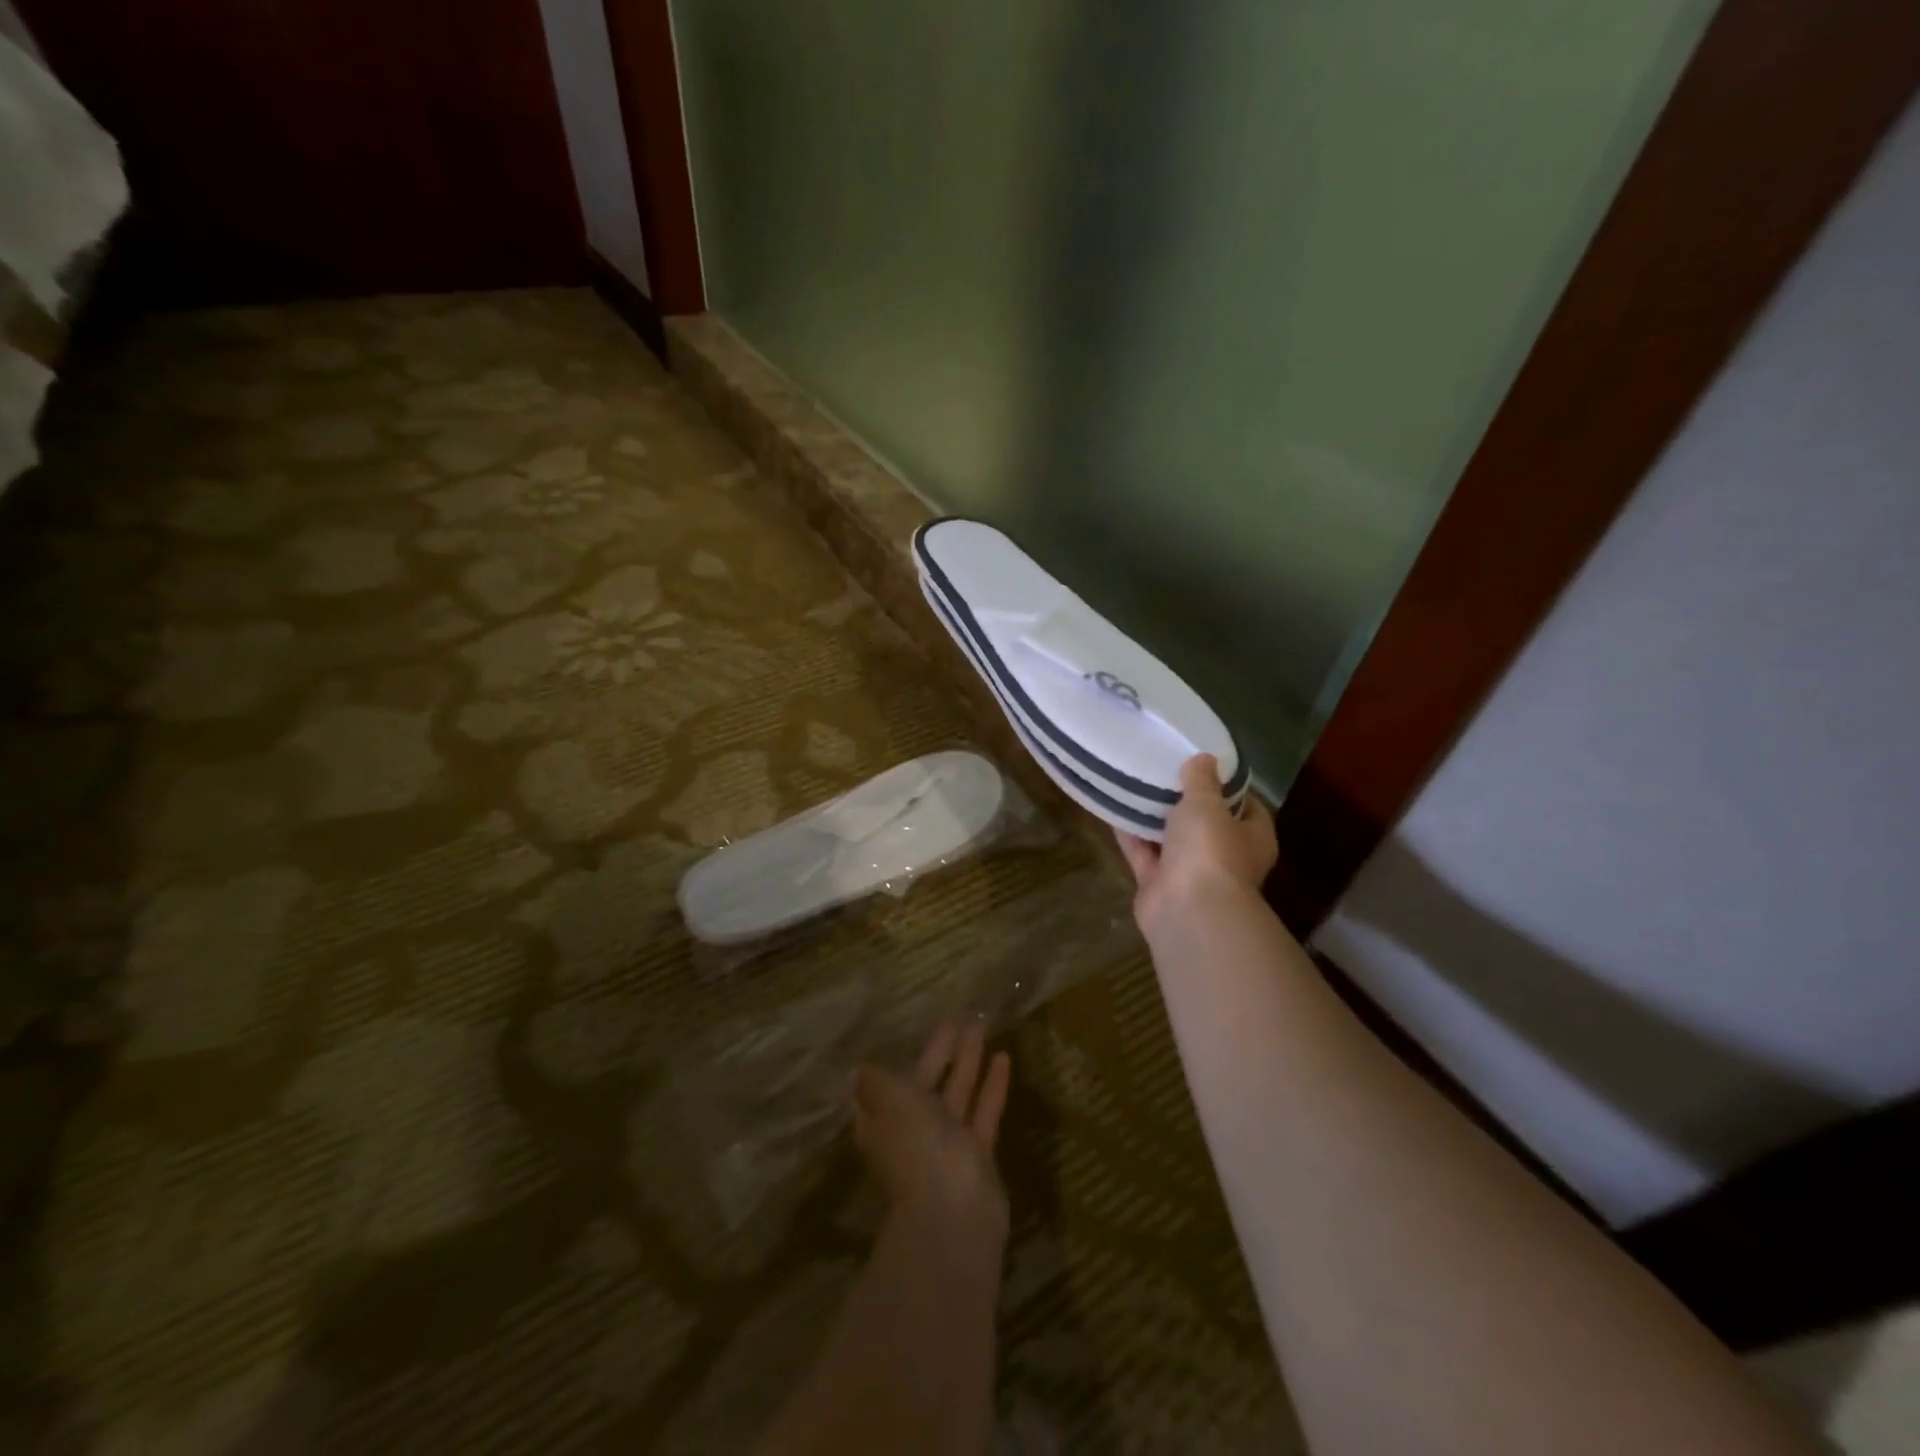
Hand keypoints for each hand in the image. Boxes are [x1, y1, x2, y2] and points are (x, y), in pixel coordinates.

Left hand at [853, 1022, 1011, 1246]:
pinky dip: (992, 1085)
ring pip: (957, 1092)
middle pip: (926, 1082)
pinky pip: (984, 1111)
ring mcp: (946, 1143)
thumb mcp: (890, 1100)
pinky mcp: (977, 1153)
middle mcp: (912, 1130)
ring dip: (969, 1061)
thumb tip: (858, 1066)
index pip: (887, 1082)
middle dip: (941, 1050)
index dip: (900, 1056)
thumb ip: (877, 1079)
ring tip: (982, 1024)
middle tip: (958, 1016)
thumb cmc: (916, 1147)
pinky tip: (1004, 1056)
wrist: (954, 1214)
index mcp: (884, 1119)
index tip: (913, 1029)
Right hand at [1116, 753, 1276, 936]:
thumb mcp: (1206, 803)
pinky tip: (1115, 811)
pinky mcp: (1159, 886)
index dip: (1230, 787)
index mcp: (1253, 838)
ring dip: (1156, 820)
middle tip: (1166, 773)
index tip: (1207, 766)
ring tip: (1137, 786)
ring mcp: (1191, 875)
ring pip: (1172, 841)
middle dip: (1187, 804)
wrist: (1187, 910)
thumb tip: (1204, 758)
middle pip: (1207, 825)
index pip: (1248, 807)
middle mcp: (1226, 858)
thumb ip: (1201, 780)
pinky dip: (1132, 837)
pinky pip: (1144, 855)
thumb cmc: (1210, 850)